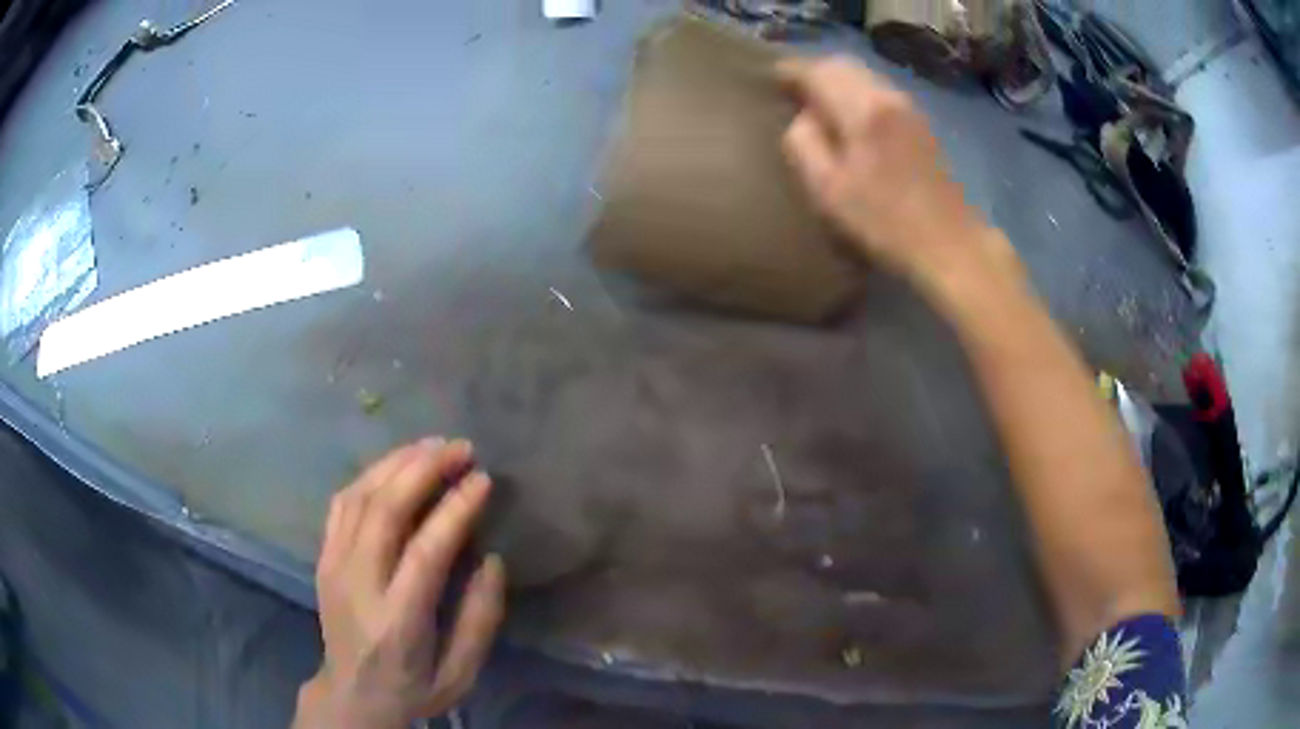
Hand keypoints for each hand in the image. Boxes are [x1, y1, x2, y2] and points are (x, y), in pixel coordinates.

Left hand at [294, 438, 505, 728]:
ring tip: (433, 445)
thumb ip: (479, 620)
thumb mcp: (461, 674)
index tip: (482, 479)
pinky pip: (342, 503)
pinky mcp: (323, 557)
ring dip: (396, 463)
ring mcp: (334, 565)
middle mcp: (357, 583)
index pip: (425, 551)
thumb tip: (492, 560)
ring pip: (359, 497)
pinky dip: (369, 475)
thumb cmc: (413, 688)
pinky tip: (394, 465)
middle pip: (384, 510)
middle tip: (461, 448)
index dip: (455, 509)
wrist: (352, 696)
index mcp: (397, 620)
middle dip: (424, 470)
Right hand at [778, 57, 1013, 288]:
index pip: (817, 70)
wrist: (950, 245)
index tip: (771, 80)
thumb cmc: (884, 223)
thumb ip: (803, 144)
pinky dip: (857, 93)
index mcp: (862, 108)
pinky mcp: (921, 124)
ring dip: (837, 81)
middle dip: (814, 71)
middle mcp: (887, 96)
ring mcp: (909, 107)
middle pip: (843, 64)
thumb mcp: (828, 190)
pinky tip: (850, 117)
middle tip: (791, 90)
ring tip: (817, 102)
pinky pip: (879, 91)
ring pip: (864, 75)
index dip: (790, 71)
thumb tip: (801, 118)